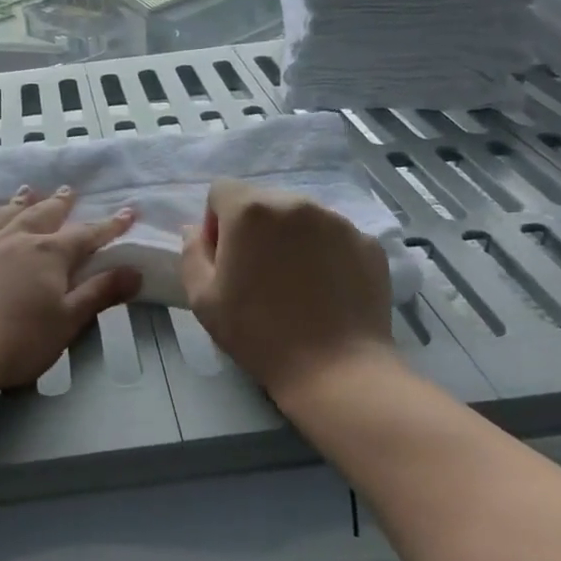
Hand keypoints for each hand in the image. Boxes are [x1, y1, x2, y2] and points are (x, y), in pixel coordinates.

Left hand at [0, 186, 141, 391]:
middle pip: (41, 216)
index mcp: (48, 255)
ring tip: (26, 191)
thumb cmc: (19, 340)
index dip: (109, 226)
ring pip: (0, 218)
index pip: (86, 235)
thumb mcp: (69, 321)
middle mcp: (13, 241)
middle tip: (68, 190)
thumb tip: (134, 271)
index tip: (128, 212)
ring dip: (15, 204)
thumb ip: (100, 293)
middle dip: (58, 204)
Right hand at [180, 179, 397, 407]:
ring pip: (302, 218)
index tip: (225, 259)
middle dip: (255, 229)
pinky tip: (326, 292)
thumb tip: (196, 230)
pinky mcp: (368, 243)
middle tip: (258, 274)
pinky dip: (326, 254)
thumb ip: (192, 253)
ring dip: (291, 239)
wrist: (335, 369)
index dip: (216, 222)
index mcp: (250, 211)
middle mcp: (296, 203)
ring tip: (296, 284)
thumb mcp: (202, 299)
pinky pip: (335, 238)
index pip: (222, 191)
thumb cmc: (258, 334)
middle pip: (264, 201)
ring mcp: (338, 221)